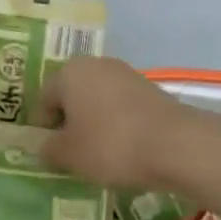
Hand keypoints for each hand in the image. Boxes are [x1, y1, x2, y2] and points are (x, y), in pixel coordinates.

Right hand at [33, 56, 194, 189]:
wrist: (176, 144)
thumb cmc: (111, 145)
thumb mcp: (69, 155)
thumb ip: (49, 149)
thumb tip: (45, 146)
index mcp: (70, 72)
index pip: (45, 98)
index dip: (44, 127)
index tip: (52, 153)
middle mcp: (96, 64)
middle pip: (73, 96)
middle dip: (70, 123)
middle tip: (73, 154)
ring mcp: (127, 74)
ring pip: (99, 101)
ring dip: (95, 123)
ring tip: (100, 155)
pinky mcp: (151, 89)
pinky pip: (122, 107)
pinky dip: (118, 125)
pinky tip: (125, 149)